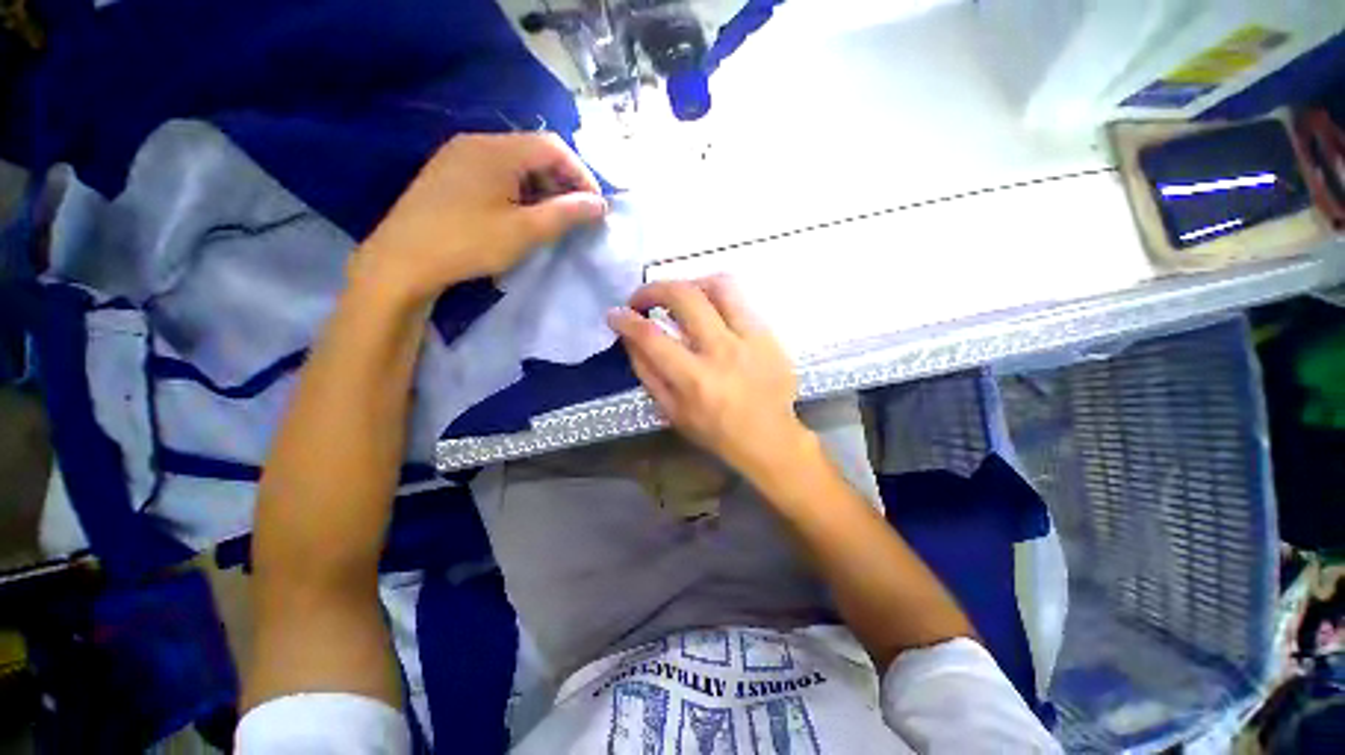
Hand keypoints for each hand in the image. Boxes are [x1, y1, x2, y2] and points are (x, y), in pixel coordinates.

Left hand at [354, 132, 606, 306]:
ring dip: (541, 187)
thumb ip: (565, 214)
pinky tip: (520, 214)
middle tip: (575, 215)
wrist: (402, 260)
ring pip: (515, 162)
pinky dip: (518, 189)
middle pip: (534, 151)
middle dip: (562, 181)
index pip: (554, 147)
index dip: (581, 174)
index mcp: (496, 150)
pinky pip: (495, 171)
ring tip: (551, 218)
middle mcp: (477, 142)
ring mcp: (459, 156)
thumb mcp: (524, 232)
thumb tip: (599, 204)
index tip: (594, 206)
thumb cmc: (468, 243)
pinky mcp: (449, 173)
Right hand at [607, 277, 811, 477]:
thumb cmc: (715, 432)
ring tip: (679, 297)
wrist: (770, 438)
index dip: (626, 320)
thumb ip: (648, 373)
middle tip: (643, 299)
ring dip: (690, 284)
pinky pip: (741, 300)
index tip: (616, 314)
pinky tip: (709, 312)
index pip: (651, 336)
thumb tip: (630, 338)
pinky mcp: (770, 335)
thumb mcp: (671, 412)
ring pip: (719, 286)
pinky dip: (716, 298)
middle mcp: (723, 351)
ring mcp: (751, 339)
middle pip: (684, 297)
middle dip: (653, 289)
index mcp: (695, 379)